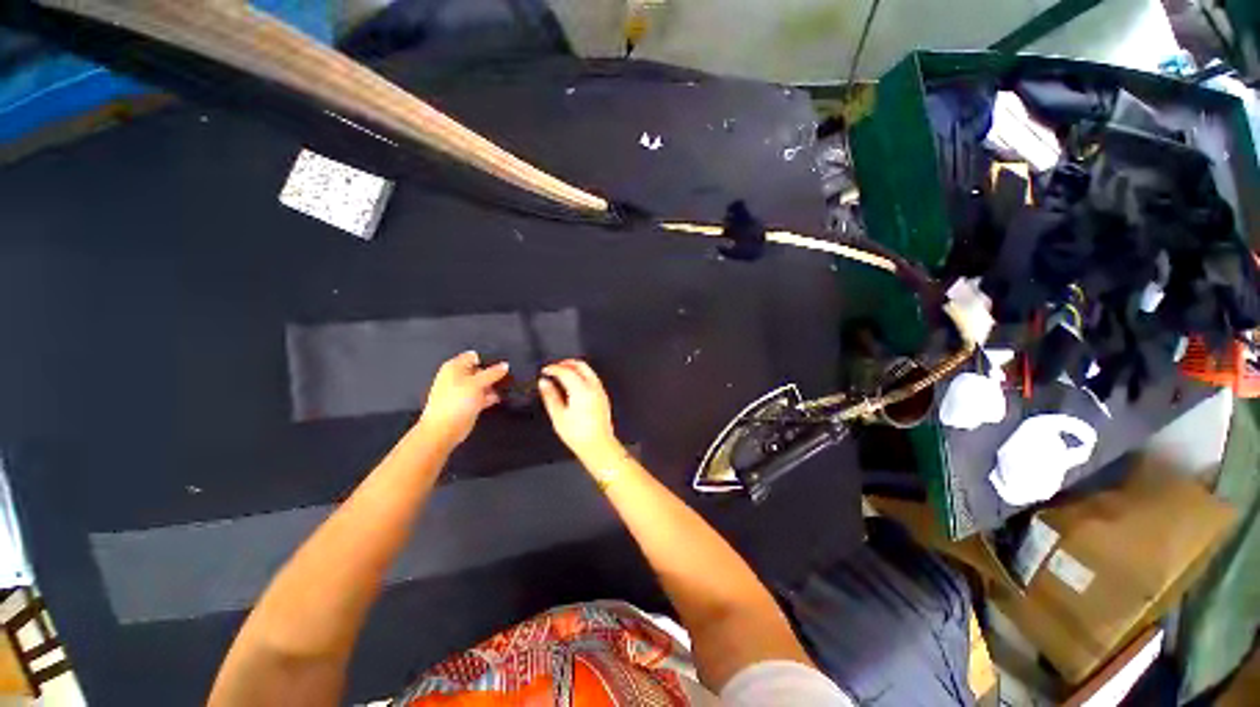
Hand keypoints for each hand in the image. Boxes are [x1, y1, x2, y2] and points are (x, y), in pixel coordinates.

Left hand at [416, 351, 508, 447]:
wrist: (444, 429)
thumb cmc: (456, 402)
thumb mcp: (477, 383)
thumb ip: (492, 373)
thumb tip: (505, 365)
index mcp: (454, 367)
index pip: (474, 356)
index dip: (487, 359)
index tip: (502, 364)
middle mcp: (457, 377)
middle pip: (479, 370)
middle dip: (492, 373)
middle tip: (507, 375)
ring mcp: (462, 391)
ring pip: (481, 383)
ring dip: (492, 385)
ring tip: (507, 386)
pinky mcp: (467, 403)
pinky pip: (482, 396)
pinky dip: (490, 396)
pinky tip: (499, 397)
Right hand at [538, 359, 620, 461]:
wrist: (598, 445)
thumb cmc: (579, 435)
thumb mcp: (558, 416)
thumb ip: (550, 396)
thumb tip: (544, 383)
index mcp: (581, 390)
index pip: (565, 371)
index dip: (553, 368)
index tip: (546, 370)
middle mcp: (593, 387)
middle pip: (580, 365)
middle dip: (566, 363)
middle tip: (554, 368)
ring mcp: (600, 391)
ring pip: (588, 370)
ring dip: (575, 368)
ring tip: (562, 374)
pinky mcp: (603, 396)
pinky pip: (593, 378)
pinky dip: (582, 375)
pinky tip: (574, 384)